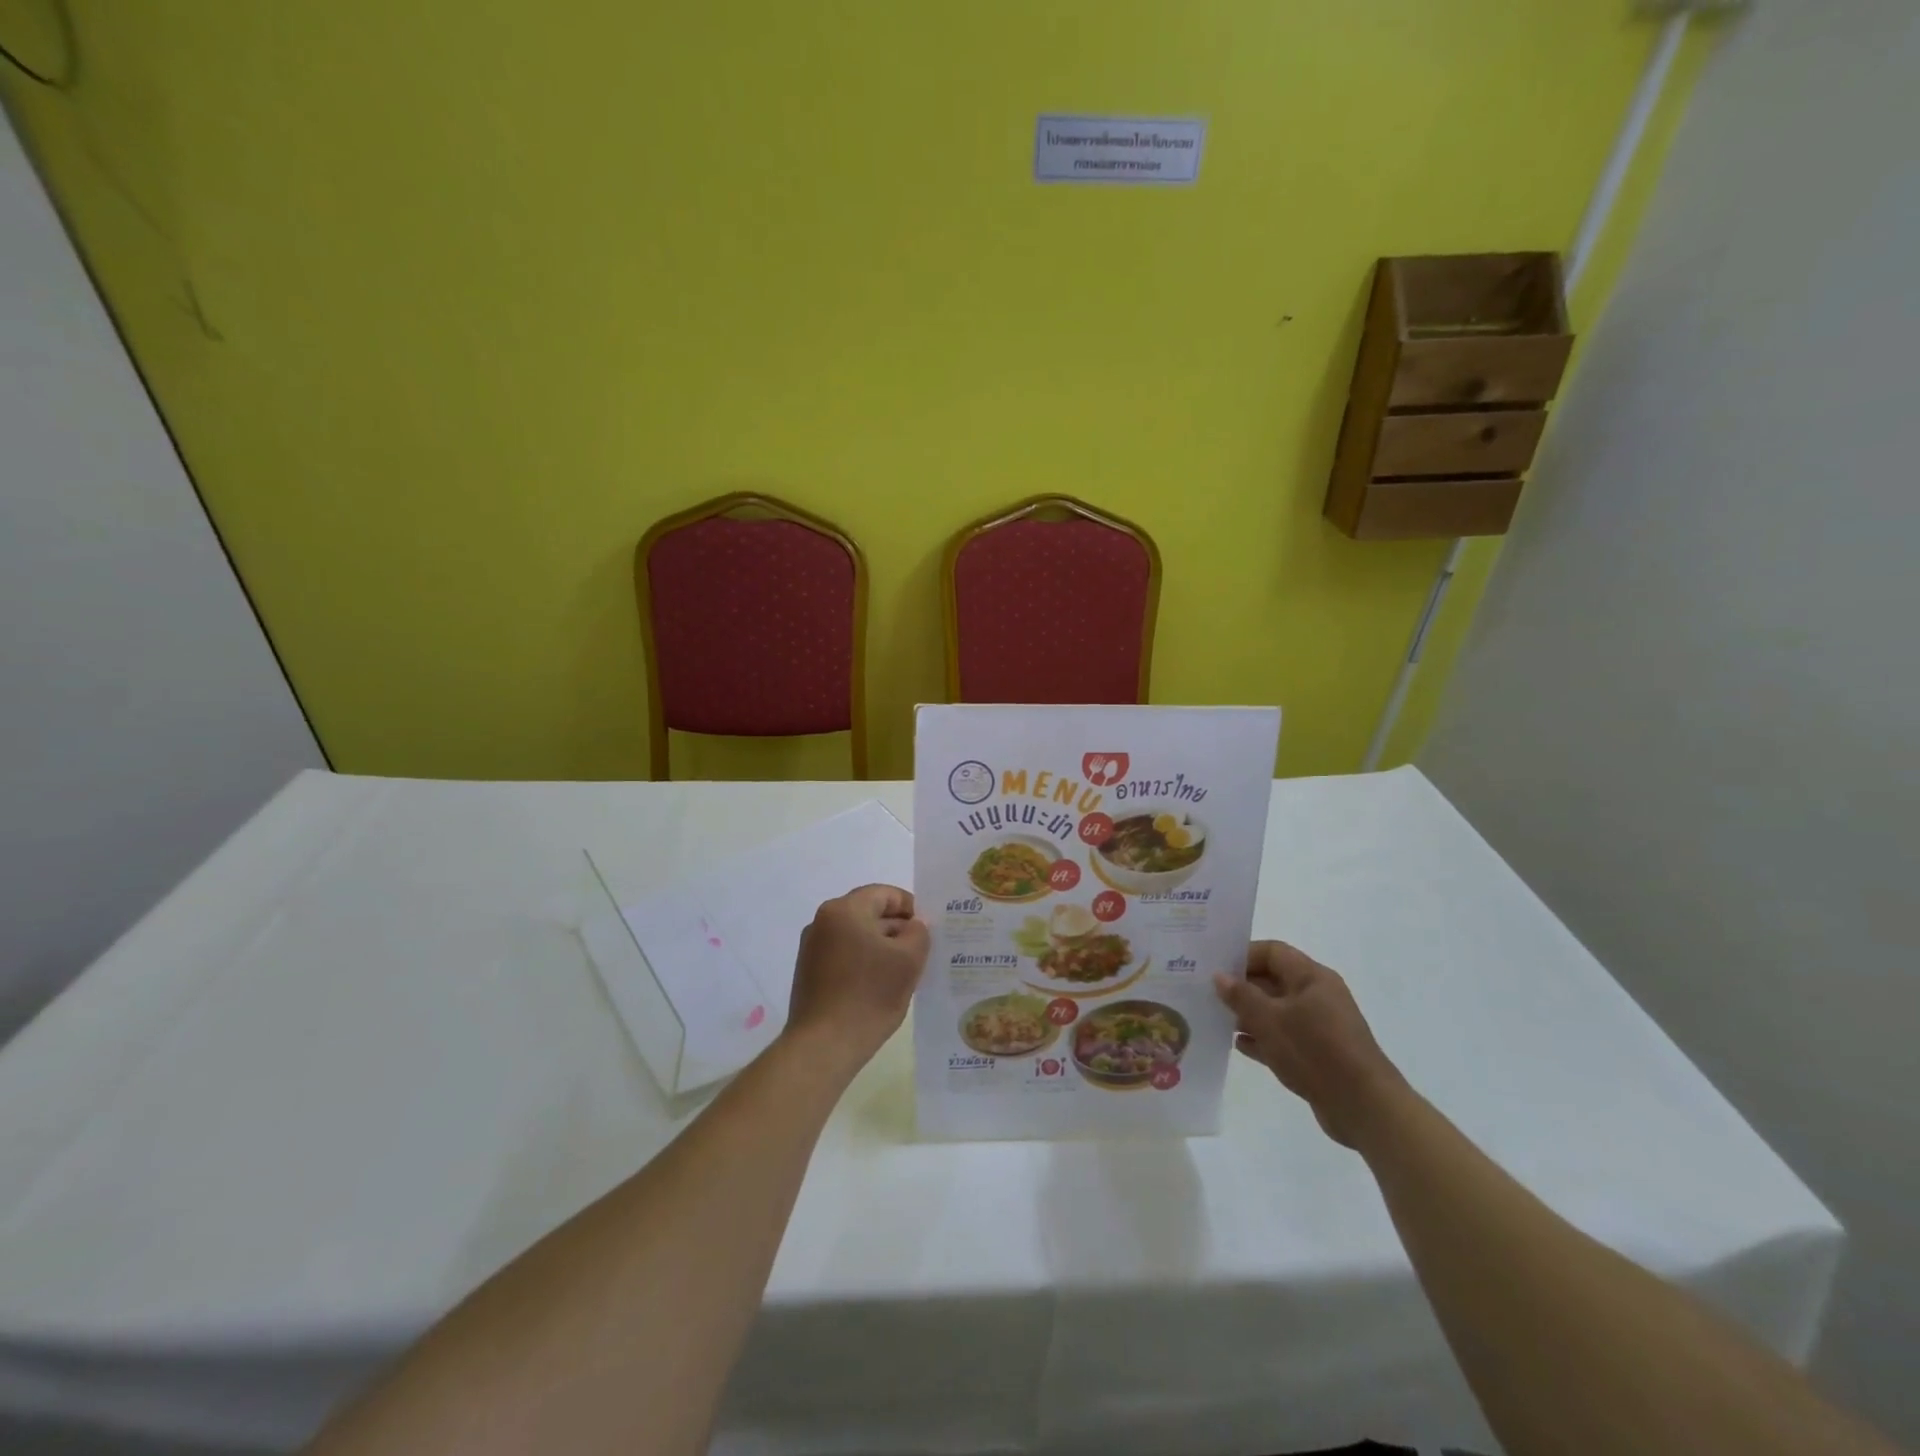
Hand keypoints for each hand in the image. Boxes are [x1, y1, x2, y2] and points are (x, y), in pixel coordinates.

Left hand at [784, 884, 929, 1075]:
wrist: (823, 1046)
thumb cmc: (869, 995)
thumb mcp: (908, 960)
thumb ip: (919, 932)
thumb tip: (915, 924)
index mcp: (844, 909)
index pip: (885, 894)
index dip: (911, 907)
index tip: (930, 929)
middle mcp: (822, 921)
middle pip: (869, 913)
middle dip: (898, 929)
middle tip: (923, 951)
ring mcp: (812, 948)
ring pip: (857, 936)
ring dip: (882, 947)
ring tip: (905, 971)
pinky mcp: (809, 972)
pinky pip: (845, 955)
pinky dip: (865, 962)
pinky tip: (881, 986)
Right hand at [1213, 942, 1405, 1148]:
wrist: (1364, 1107)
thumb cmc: (1315, 1051)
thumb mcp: (1270, 1019)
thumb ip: (1241, 996)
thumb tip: (1219, 976)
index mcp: (1311, 978)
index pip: (1273, 952)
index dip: (1242, 955)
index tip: (1214, 967)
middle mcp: (1317, 996)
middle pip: (1273, 980)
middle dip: (1241, 987)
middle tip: (1207, 993)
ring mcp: (1319, 1027)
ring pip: (1276, 1010)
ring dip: (1248, 1014)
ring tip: (1216, 1019)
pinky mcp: (1318, 1054)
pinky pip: (1283, 1037)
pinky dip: (1262, 1039)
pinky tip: (1237, 1045)